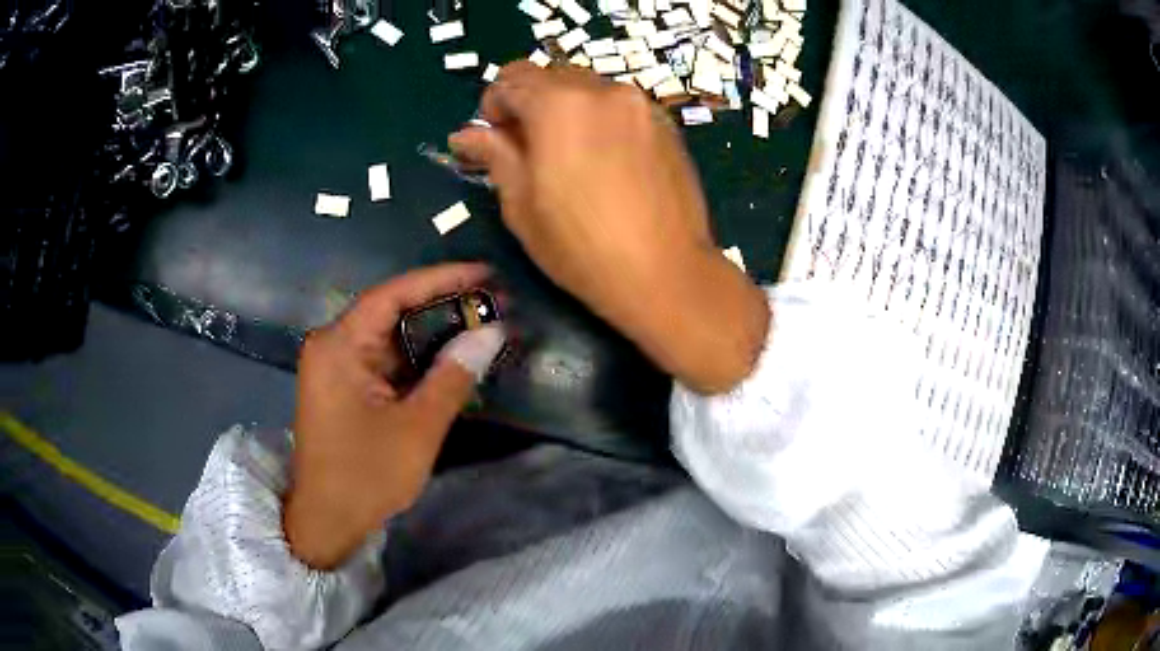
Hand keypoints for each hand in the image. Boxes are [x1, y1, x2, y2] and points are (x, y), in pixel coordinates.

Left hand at [285, 263, 504, 569]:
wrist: (327, 520)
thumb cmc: (365, 476)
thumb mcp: (417, 427)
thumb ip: (453, 376)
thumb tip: (491, 333)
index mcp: (339, 345)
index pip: (394, 294)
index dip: (442, 278)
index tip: (486, 273)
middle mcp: (333, 345)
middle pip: (392, 311)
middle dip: (443, 306)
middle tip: (493, 302)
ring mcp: (336, 366)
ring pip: (391, 336)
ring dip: (433, 333)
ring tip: (481, 326)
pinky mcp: (344, 386)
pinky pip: (385, 360)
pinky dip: (418, 359)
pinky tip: (452, 358)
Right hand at [449, 63, 768, 393]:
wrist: (666, 273)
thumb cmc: (581, 247)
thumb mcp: (521, 204)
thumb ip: (494, 155)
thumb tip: (465, 133)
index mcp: (559, 104)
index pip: (512, 78)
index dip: (494, 105)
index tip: (495, 138)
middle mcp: (603, 90)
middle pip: (552, 76)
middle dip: (531, 103)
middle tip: (529, 148)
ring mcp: (641, 105)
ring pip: (588, 89)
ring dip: (567, 109)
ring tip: (570, 156)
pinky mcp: (666, 125)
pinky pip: (620, 107)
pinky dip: (601, 120)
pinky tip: (605, 161)